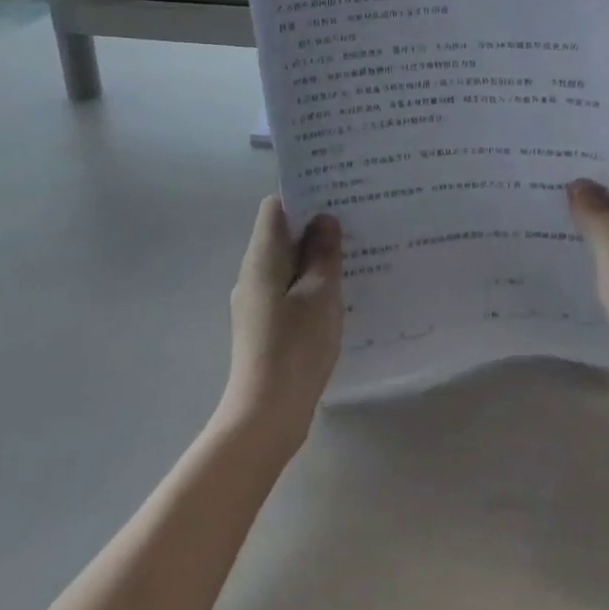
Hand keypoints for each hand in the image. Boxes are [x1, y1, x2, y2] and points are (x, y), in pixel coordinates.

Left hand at [221, 197, 343, 455]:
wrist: (265, 414)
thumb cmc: (295, 347)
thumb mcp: (320, 294)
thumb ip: (323, 254)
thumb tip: (323, 220)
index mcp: (262, 258)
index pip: (275, 207)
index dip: (303, 195)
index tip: (336, 195)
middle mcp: (253, 273)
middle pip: (281, 235)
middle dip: (315, 226)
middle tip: (355, 223)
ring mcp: (256, 301)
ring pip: (287, 264)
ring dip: (315, 258)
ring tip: (355, 255)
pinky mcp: (265, 325)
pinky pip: (288, 290)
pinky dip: (310, 285)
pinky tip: (339, 295)